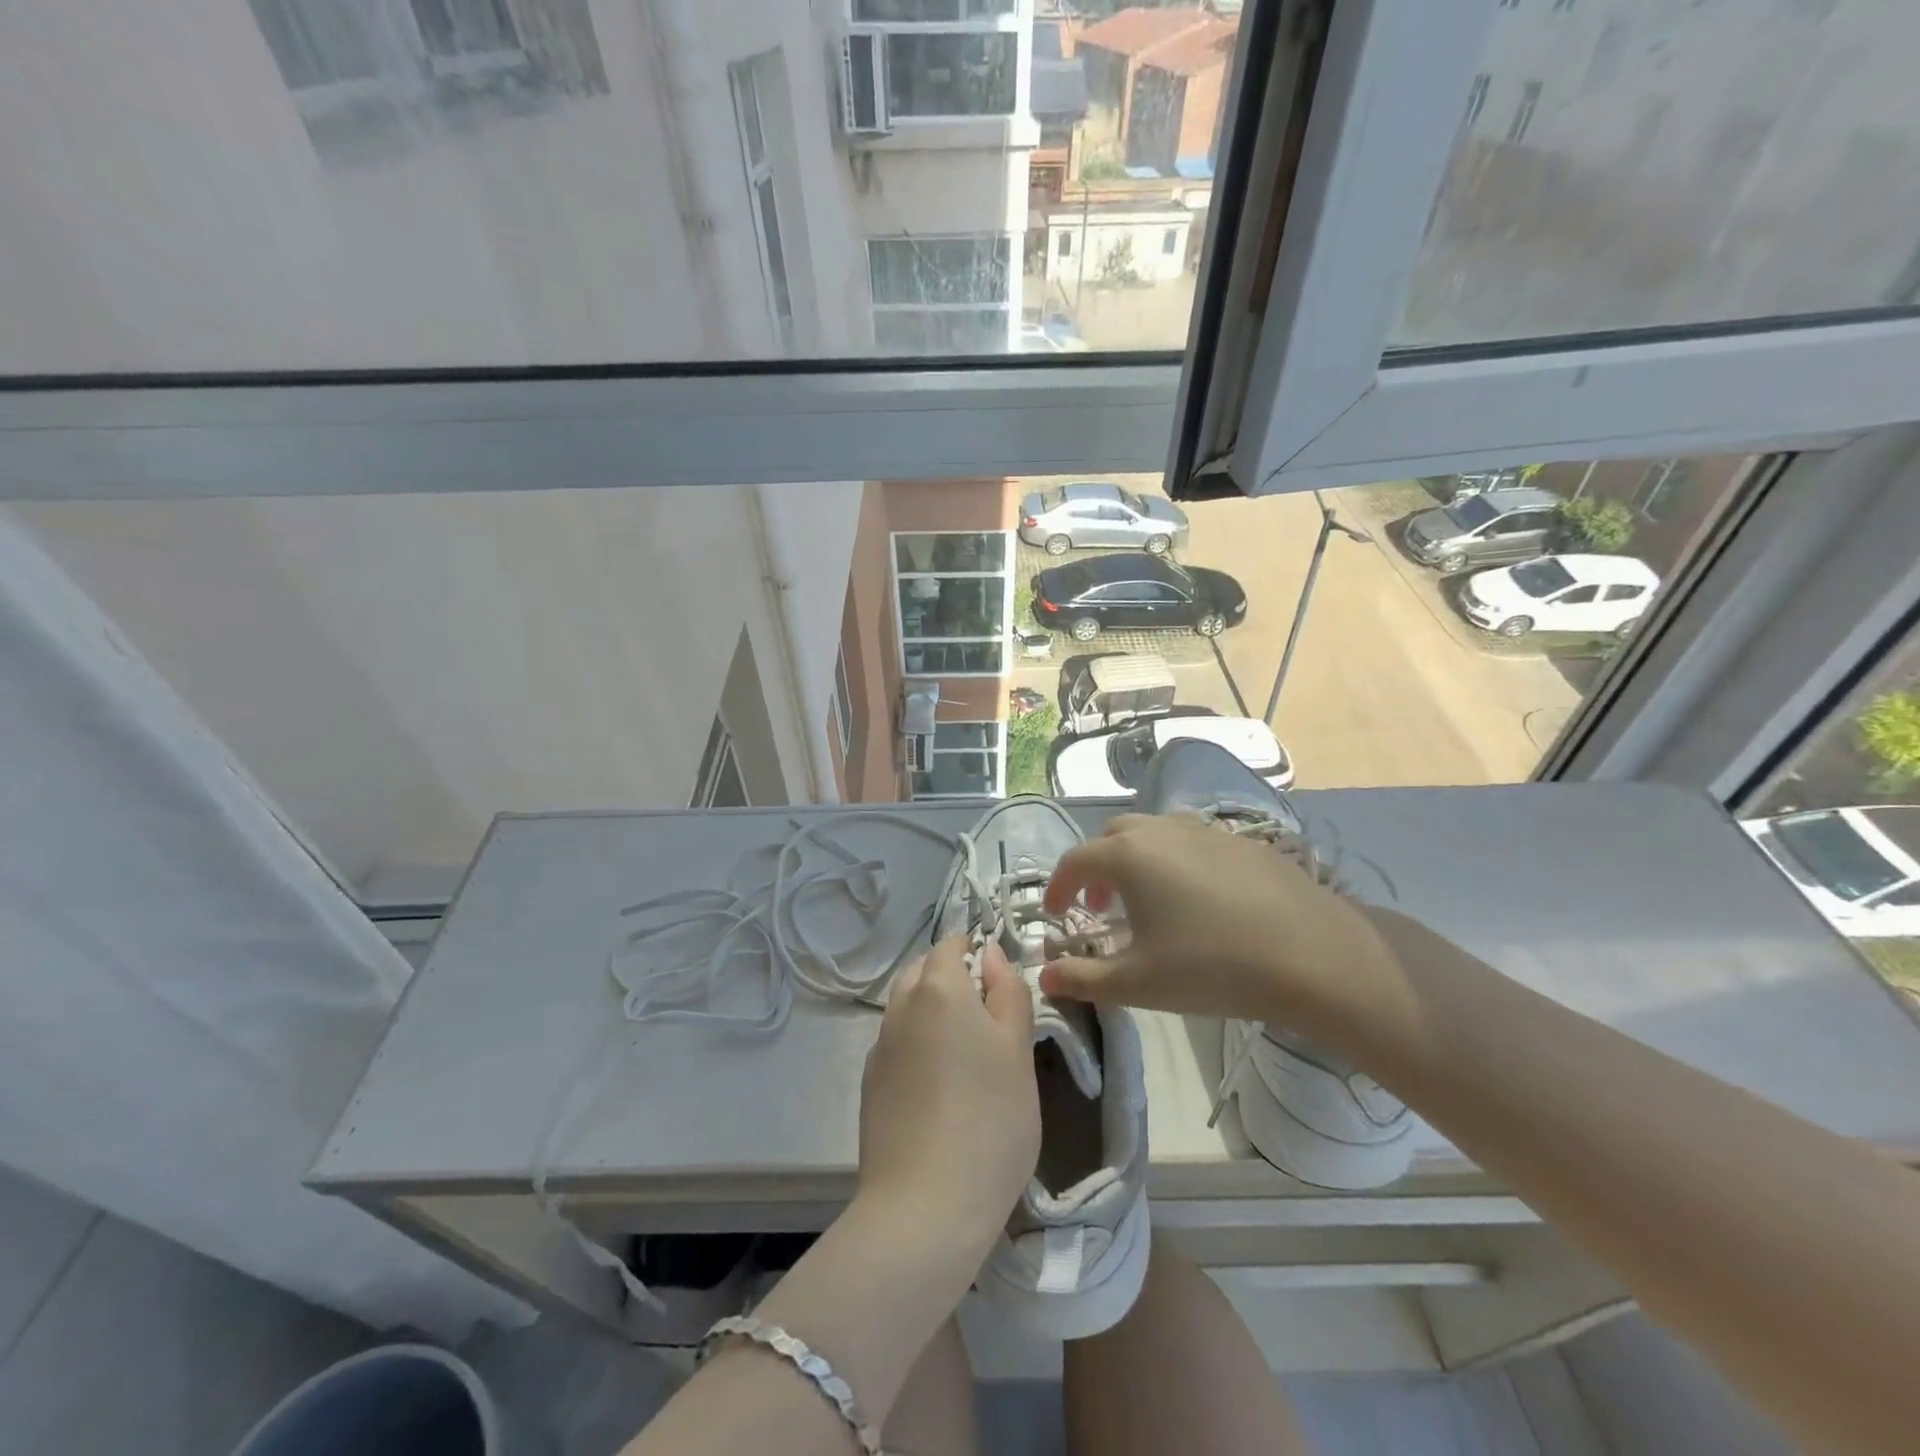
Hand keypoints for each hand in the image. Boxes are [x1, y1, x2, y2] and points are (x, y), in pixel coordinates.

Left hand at [857, 935, 1038, 1252]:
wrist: (923, 1208)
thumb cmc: (989, 1120)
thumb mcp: (1018, 1051)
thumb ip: (1007, 992)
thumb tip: (991, 954)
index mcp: (938, 990)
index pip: (949, 945)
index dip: (972, 951)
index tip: (997, 979)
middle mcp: (900, 1008)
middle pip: (922, 972)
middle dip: (950, 978)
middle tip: (987, 1016)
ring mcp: (879, 1048)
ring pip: (906, 1008)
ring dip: (931, 1012)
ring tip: (966, 1054)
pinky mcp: (870, 1086)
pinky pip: (895, 1045)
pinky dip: (916, 1047)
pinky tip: (938, 1088)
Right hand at [1037, 812, 1402, 1040]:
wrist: (1312, 955)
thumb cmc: (1211, 967)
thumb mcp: (1137, 983)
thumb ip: (1083, 978)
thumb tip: (1043, 977)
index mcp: (1128, 856)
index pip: (1075, 860)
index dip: (1058, 887)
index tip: (1056, 914)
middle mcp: (1161, 830)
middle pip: (1112, 837)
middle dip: (1096, 868)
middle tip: (1101, 907)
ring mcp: (1205, 830)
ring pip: (1153, 833)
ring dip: (1135, 860)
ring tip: (1148, 902)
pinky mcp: (1241, 841)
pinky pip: (1191, 841)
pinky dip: (1174, 861)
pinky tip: (1198, 901)